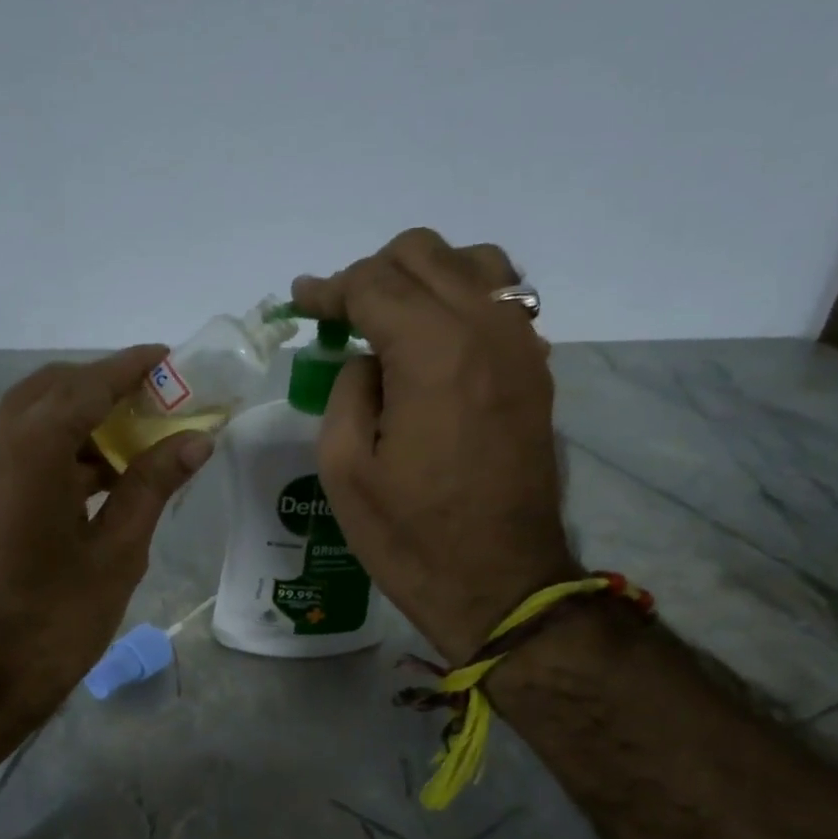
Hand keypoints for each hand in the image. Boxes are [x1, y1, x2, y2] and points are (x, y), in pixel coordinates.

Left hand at [0, 346, 212, 717]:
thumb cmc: (56, 616)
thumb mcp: (118, 549)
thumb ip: (154, 484)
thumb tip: (197, 440)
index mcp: (31, 449)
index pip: (88, 385)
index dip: (131, 368)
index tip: (170, 357)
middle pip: (54, 389)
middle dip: (105, 387)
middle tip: (157, 401)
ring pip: (35, 416)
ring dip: (83, 417)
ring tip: (139, 438)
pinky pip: (22, 447)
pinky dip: (62, 446)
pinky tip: (104, 473)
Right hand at [294, 228, 575, 661]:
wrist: (499, 583)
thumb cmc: (410, 536)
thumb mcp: (344, 469)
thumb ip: (347, 391)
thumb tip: (367, 360)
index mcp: (433, 352)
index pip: (373, 283)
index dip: (329, 288)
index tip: (300, 301)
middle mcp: (486, 330)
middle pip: (425, 255)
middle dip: (372, 273)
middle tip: (339, 315)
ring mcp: (522, 347)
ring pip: (474, 264)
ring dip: (424, 276)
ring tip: (391, 317)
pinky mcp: (536, 372)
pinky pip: (502, 301)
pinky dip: (463, 298)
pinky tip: (436, 339)